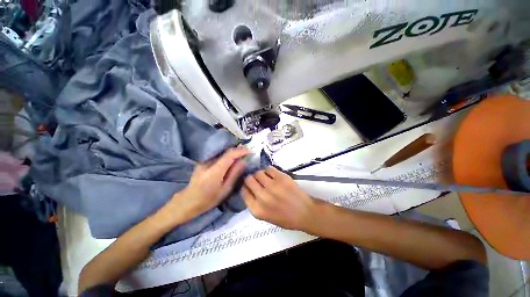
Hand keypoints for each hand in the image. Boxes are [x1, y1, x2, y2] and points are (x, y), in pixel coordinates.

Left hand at [170, 147, 249, 221]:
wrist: (188, 201)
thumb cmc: (209, 199)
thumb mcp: (225, 189)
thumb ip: (235, 174)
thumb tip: (244, 162)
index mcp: (215, 171)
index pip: (229, 155)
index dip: (240, 151)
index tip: (250, 152)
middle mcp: (208, 162)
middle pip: (226, 152)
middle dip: (238, 150)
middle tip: (248, 152)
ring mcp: (204, 161)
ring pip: (222, 153)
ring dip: (233, 152)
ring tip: (242, 155)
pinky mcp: (203, 162)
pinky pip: (218, 156)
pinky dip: (227, 156)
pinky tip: (231, 159)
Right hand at [242, 166, 317, 230]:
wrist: (305, 213)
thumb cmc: (285, 218)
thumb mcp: (265, 216)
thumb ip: (255, 203)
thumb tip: (248, 188)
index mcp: (257, 209)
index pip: (243, 191)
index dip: (245, 186)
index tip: (248, 184)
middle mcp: (262, 197)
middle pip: (249, 180)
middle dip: (251, 178)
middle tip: (256, 179)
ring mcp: (272, 186)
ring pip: (258, 172)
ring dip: (260, 174)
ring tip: (265, 177)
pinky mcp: (281, 178)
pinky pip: (269, 169)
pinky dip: (268, 170)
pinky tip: (272, 174)